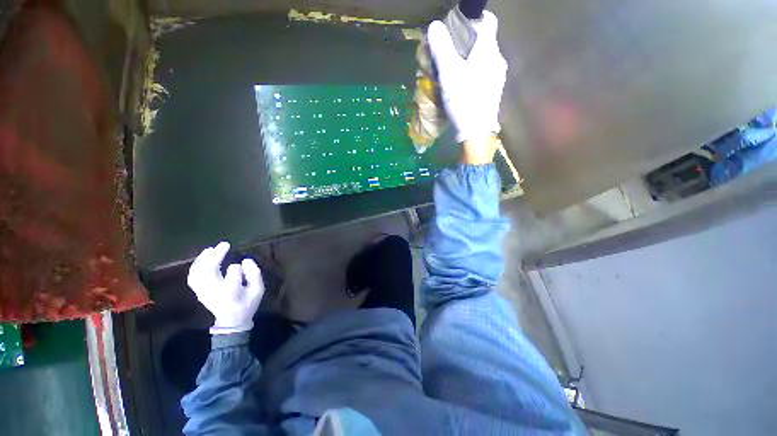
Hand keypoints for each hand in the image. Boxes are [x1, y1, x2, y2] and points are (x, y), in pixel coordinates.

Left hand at [187, 242, 263, 334]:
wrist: (232, 321)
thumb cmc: (248, 303)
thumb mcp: (259, 289)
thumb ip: (254, 274)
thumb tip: (245, 260)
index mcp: (231, 291)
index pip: (233, 271)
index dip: (238, 266)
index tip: (243, 265)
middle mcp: (214, 290)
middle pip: (210, 269)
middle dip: (216, 255)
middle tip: (224, 244)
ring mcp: (204, 292)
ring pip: (198, 272)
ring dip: (203, 259)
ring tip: (211, 249)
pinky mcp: (199, 292)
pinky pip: (193, 277)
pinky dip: (196, 266)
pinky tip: (202, 258)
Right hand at [428, 10, 506, 145]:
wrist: (477, 131)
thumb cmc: (463, 100)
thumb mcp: (449, 73)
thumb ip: (442, 48)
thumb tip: (435, 25)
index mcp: (488, 50)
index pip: (488, 21)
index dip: (472, 20)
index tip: (457, 29)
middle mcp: (498, 59)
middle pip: (484, 41)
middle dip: (467, 43)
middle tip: (449, 54)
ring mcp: (498, 76)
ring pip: (484, 58)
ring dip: (470, 59)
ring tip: (454, 71)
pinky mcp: (494, 90)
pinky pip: (485, 73)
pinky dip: (474, 73)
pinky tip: (464, 85)